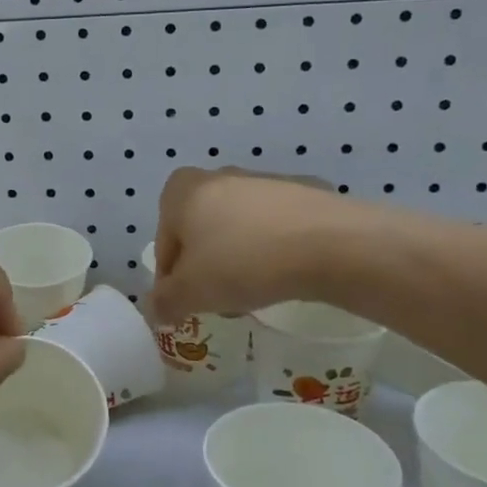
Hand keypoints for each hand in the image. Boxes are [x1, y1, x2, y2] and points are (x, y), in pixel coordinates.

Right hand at [150, 167, 342, 323]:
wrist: (330, 244)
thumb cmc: (242, 262)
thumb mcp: (191, 293)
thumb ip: (165, 302)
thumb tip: (157, 310)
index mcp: (182, 190)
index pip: (164, 243)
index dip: (172, 280)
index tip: (189, 304)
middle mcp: (218, 176)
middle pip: (200, 232)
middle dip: (205, 267)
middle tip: (220, 299)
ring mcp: (263, 181)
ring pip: (237, 229)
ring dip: (237, 260)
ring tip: (255, 292)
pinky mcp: (303, 192)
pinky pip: (274, 228)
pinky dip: (272, 250)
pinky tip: (284, 275)